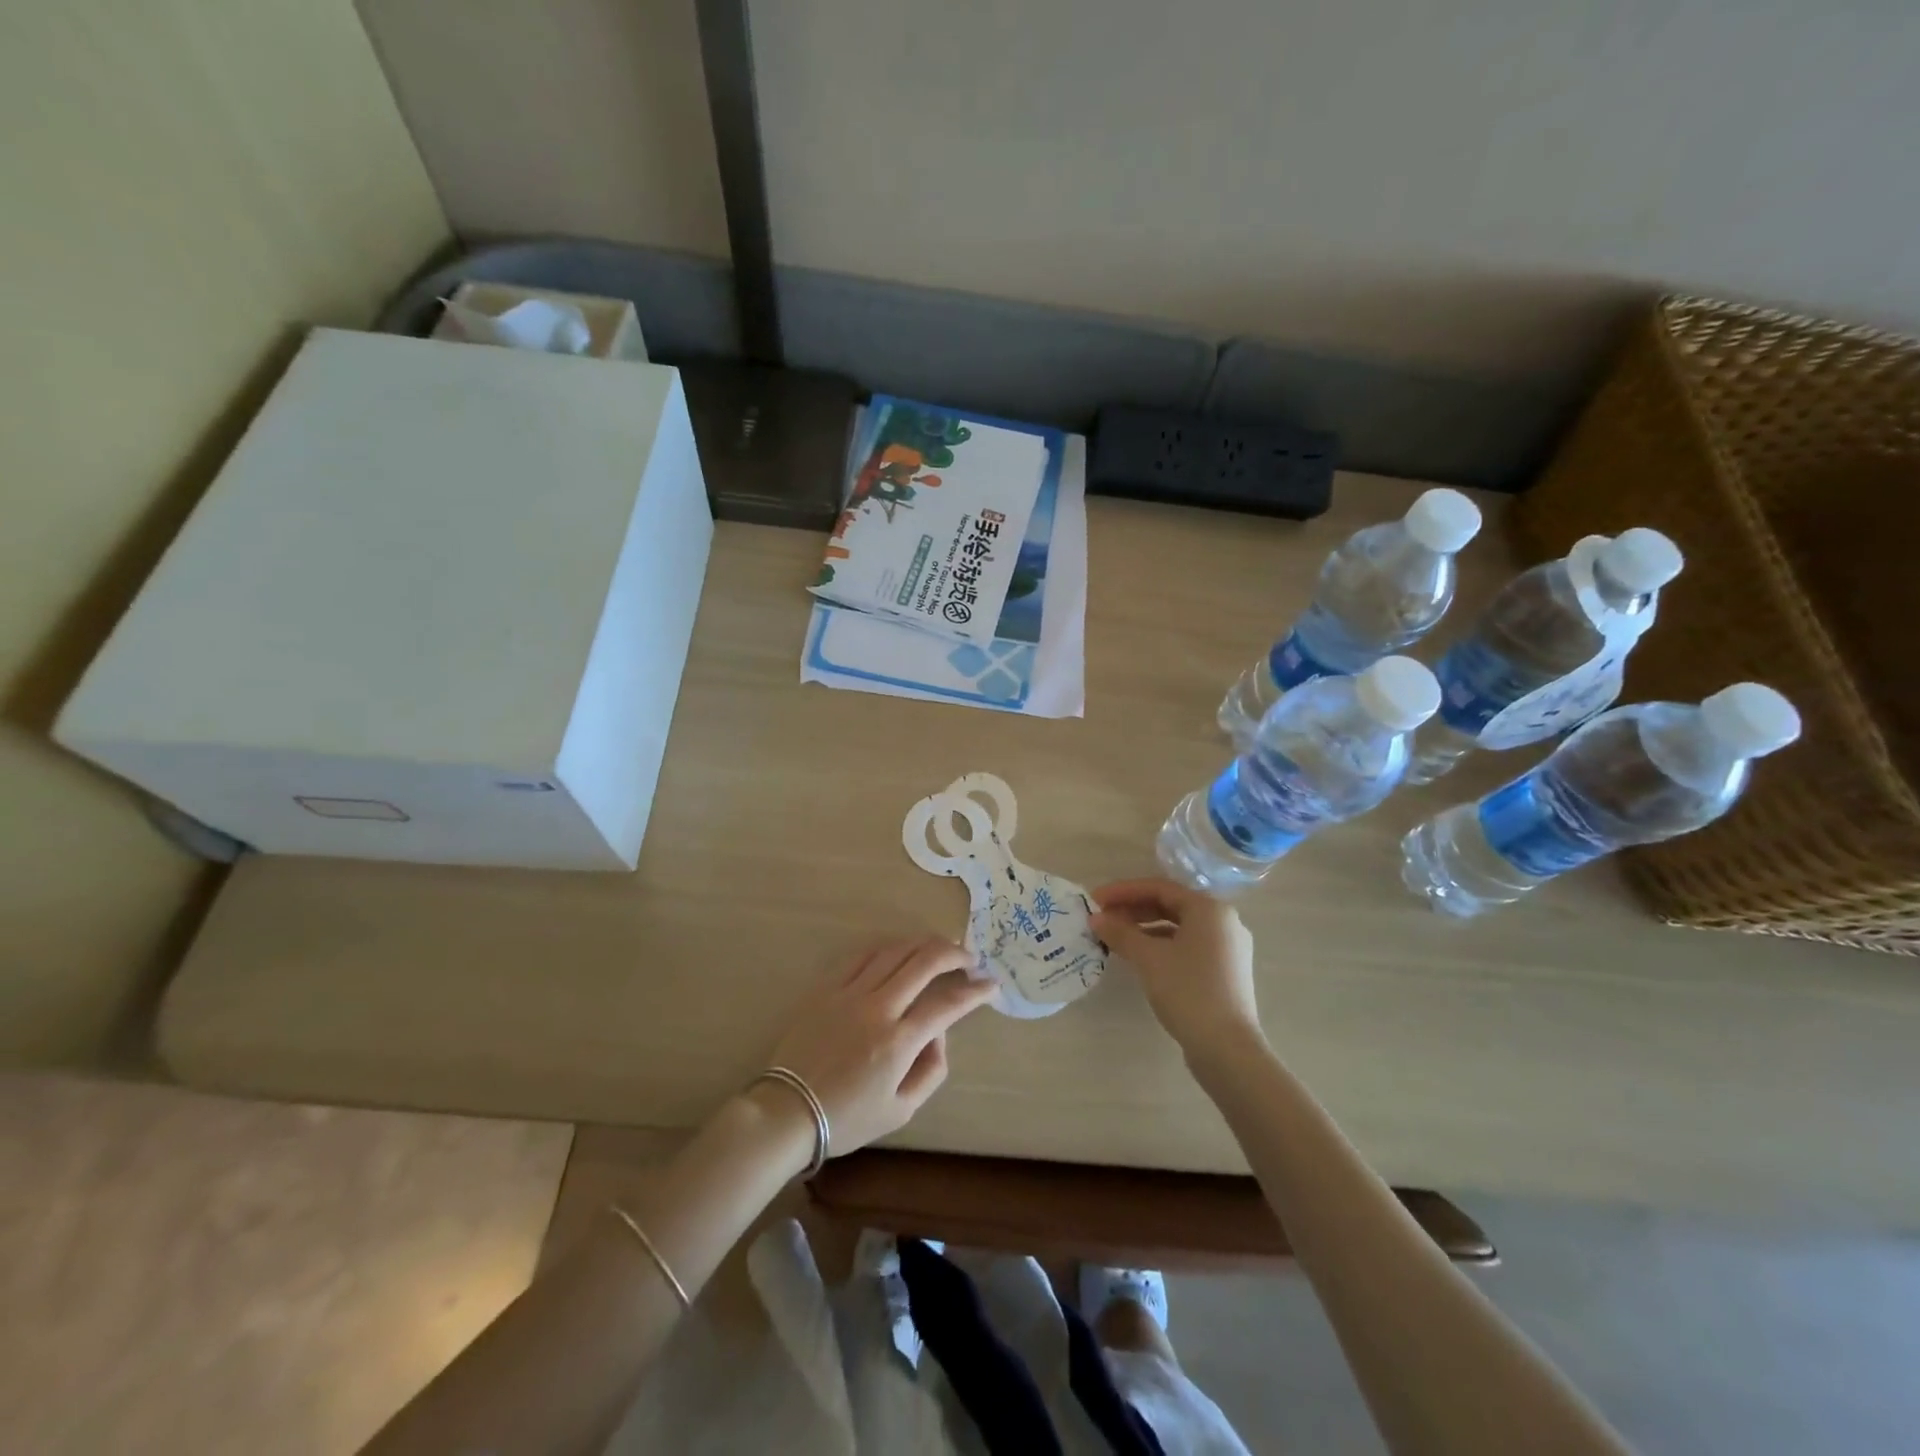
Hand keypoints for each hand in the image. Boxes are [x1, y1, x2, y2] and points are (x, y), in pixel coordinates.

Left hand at [764, 939, 995, 1157]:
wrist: (787, 1110)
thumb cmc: (847, 1118)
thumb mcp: (901, 1111)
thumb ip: (931, 1070)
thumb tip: (939, 1032)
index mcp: (899, 1042)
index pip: (948, 1004)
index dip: (976, 991)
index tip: (991, 984)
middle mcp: (878, 1008)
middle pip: (924, 962)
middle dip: (954, 953)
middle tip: (968, 958)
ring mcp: (850, 992)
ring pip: (895, 950)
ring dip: (923, 943)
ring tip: (940, 946)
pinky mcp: (827, 987)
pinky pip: (862, 955)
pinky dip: (888, 947)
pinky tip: (899, 950)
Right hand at [1090, 878, 1263, 1059]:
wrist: (1227, 1049)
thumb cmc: (1188, 992)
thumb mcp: (1148, 958)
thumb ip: (1120, 933)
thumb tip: (1096, 919)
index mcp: (1210, 910)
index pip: (1159, 888)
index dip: (1123, 891)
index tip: (1095, 900)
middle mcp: (1223, 922)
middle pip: (1170, 905)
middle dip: (1133, 909)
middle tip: (1102, 919)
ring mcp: (1227, 949)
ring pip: (1178, 928)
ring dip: (1144, 929)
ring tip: (1115, 938)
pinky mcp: (1225, 972)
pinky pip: (1187, 947)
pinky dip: (1161, 946)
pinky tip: (1139, 958)